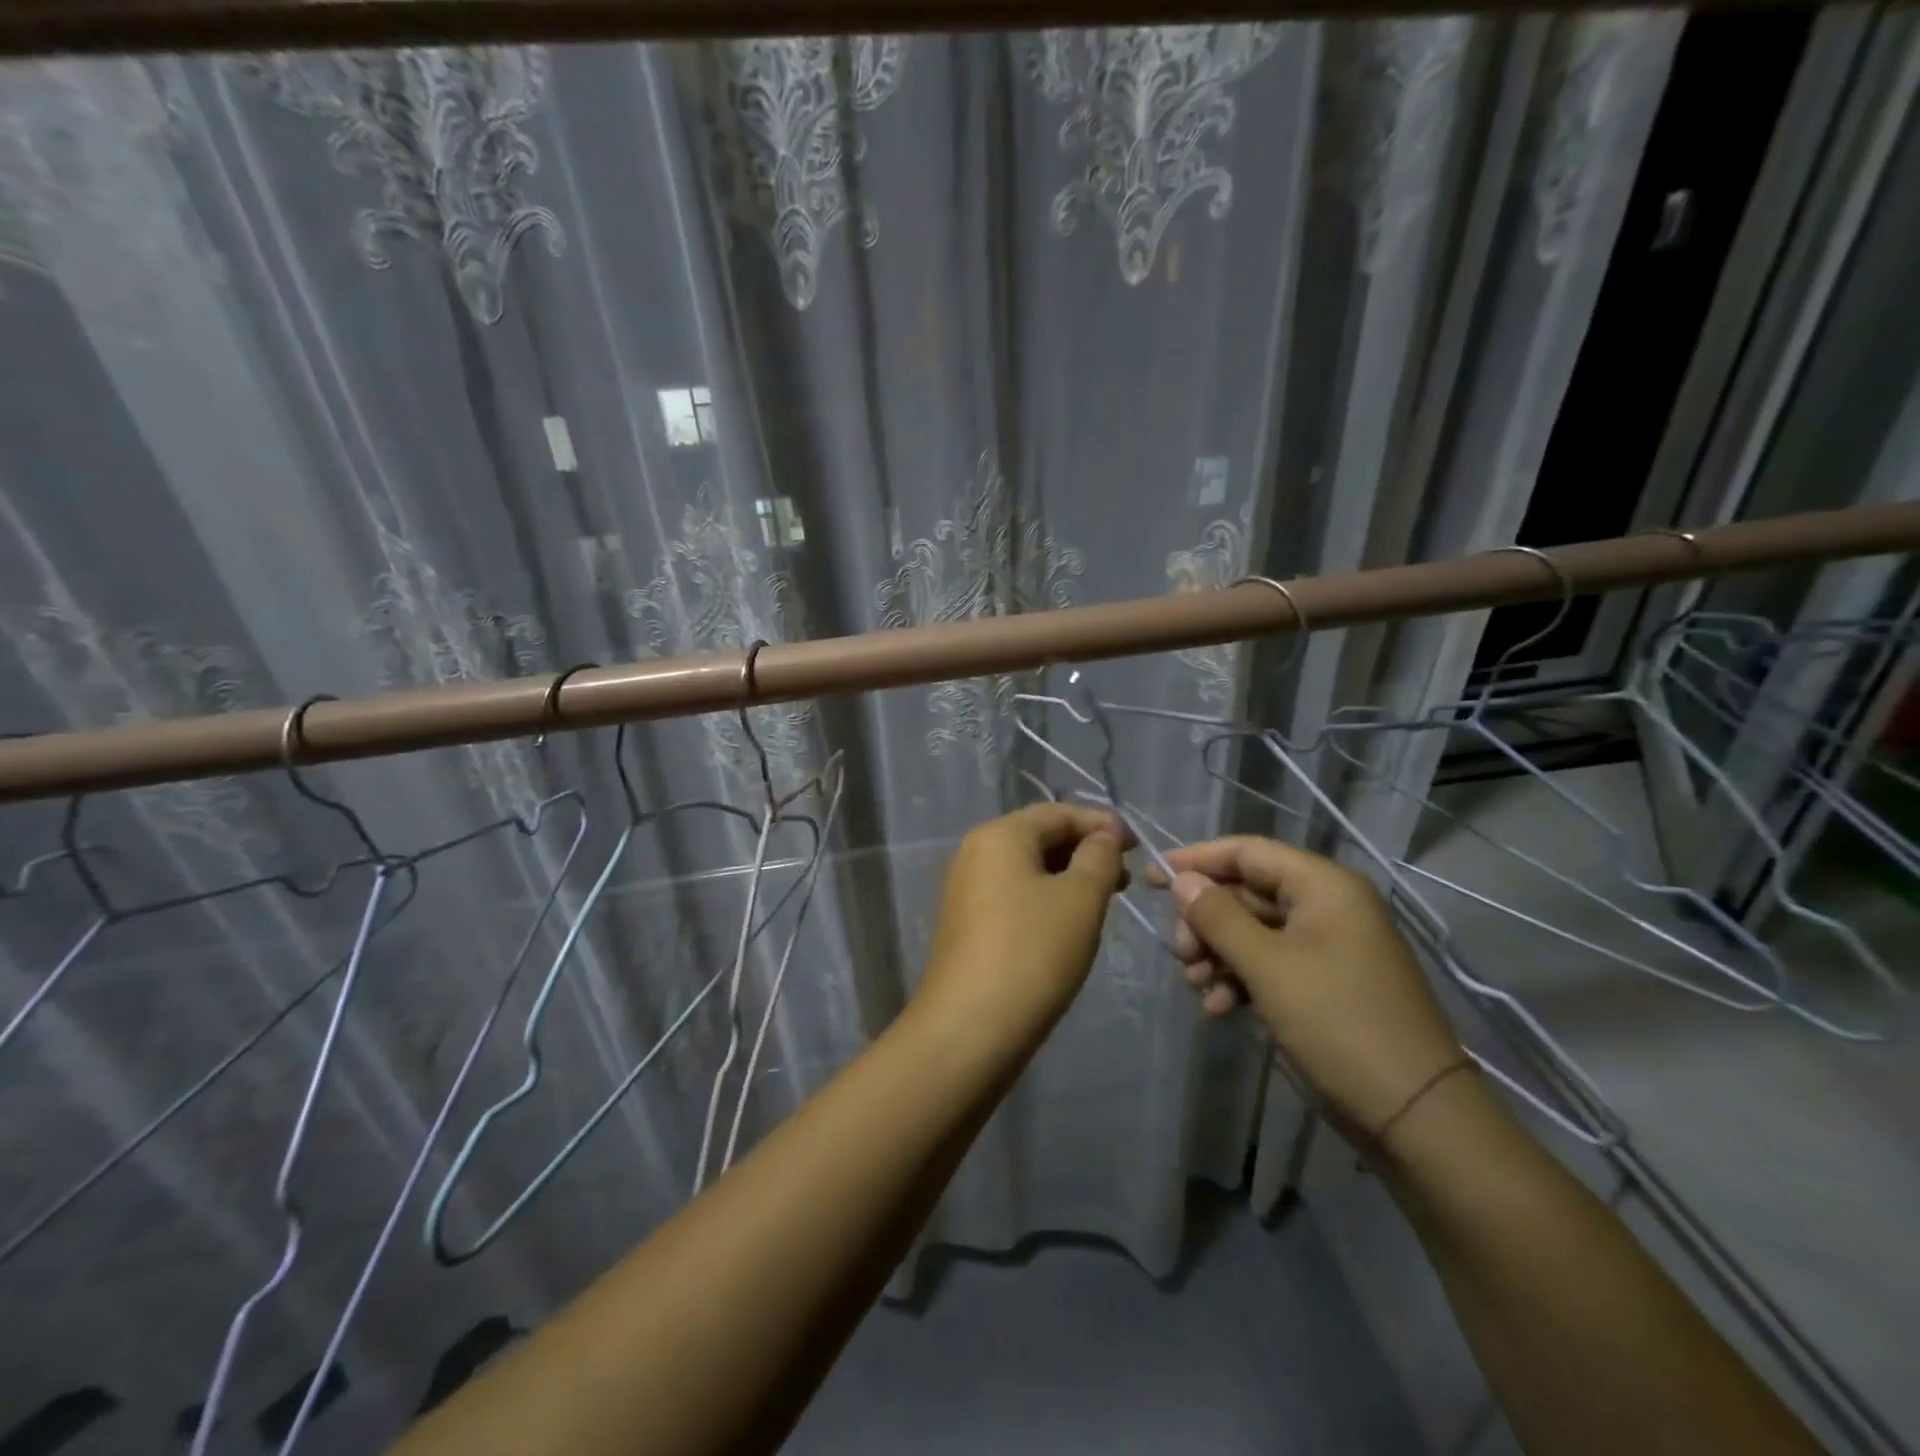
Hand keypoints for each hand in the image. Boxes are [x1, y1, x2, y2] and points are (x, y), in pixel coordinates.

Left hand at [915, 805, 1132, 1036]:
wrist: (970, 1027)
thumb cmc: (1033, 952)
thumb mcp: (1080, 898)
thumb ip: (1099, 857)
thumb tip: (1104, 835)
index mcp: (999, 835)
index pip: (1058, 812)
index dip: (1101, 823)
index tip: (1138, 846)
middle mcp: (975, 852)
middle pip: (1039, 837)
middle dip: (1085, 851)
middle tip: (1125, 877)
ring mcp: (966, 889)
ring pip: (1027, 868)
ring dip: (1068, 876)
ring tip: (1104, 900)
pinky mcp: (966, 923)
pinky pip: (1013, 894)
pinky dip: (1045, 898)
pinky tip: (1069, 923)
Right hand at [1159, 837, 1463, 1136]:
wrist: (1413, 1114)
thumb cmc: (1338, 1023)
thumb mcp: (1268, 966)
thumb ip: (1218, 917)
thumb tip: (1182, 881)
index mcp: (1324, 886)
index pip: (1248, 852)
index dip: (1197, 861)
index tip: (1152, 878)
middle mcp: (1327, 906)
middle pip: (1247, 894)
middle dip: (1206, 921)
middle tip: (1180, 954)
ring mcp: (1327, 946)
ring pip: (1254, 932)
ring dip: (1218, 954)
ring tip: (1194, 985)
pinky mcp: (1324, 983)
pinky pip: (1270, 964)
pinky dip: (1240, 979)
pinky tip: (1218, 1009)